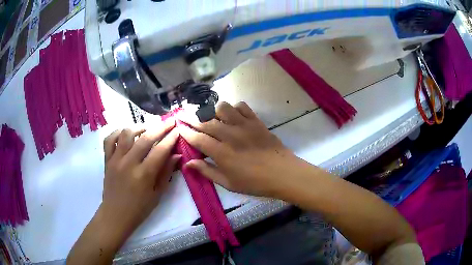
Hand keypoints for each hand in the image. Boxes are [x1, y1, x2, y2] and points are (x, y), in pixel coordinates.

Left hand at [100, 120, 179, 235]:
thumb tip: (177, 155)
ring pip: (126, 134)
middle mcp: (129, 164)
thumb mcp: (157, 194)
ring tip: (147, 129)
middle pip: (145, 138)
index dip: (170, 138)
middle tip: (169, 121)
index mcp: (144, 175)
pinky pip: (109, 139)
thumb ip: (166, 173)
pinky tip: (125, 134)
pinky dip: (117, 132)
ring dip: (139, 127)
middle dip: (160, 127)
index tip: (178, 129)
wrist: (116, 214)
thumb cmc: (139, 208)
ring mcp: (115, 160)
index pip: (160, 150)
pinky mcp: (107, 160)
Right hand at [179, 102, 301, 196]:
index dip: (186, 132)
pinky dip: (234, 108)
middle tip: (184, 116)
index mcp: (222, 153)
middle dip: (191, 118)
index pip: (197, 138)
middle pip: (205, 121)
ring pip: (222, 108)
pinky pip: (241, 106)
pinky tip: (233, 116)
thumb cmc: (254, 182)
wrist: (282, 173)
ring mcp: (244, 125)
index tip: (178, 127)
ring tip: (212, 118)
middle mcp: (230, 135)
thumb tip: (188, 163)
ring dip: (213, 111)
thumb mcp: (228, 183)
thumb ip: (207, 171)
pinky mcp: (255, 121)